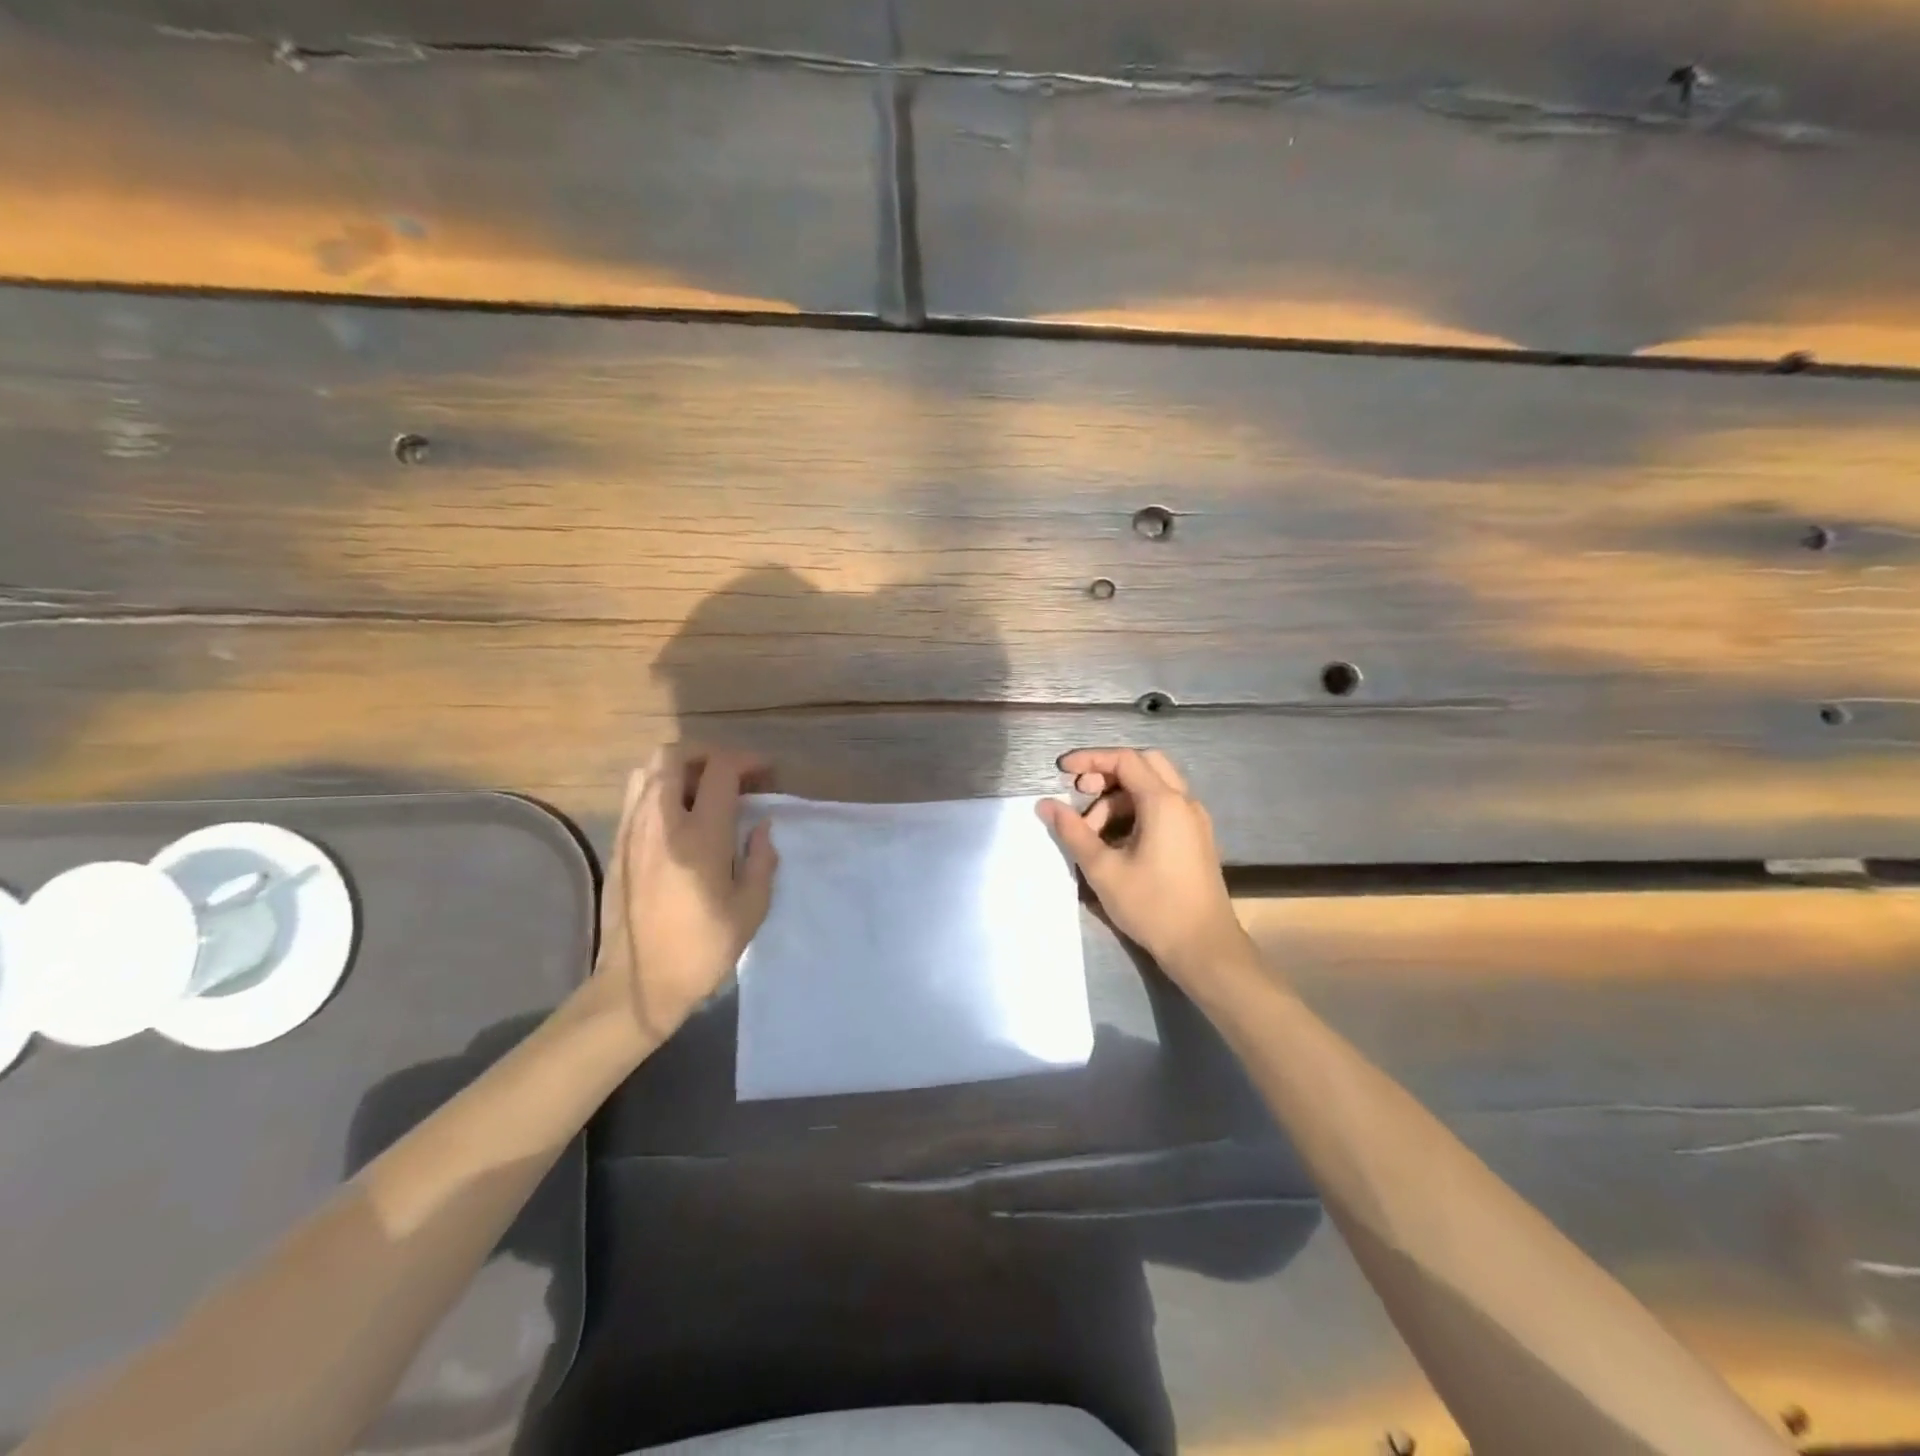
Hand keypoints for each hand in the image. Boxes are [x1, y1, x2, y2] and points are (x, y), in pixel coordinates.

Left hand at [590, 746, 777, 1048]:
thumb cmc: (702, 950)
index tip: (765, 773)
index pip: (720, 770)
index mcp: (699, 837)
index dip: (747, 761)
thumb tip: (760, 827)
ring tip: (703, 790)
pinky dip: (660, 789)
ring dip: (679, 768)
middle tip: (731, 774)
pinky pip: (635, 796)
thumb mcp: (750, 909)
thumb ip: (760, 860)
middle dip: (708, 753)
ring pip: (647, 769)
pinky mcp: (617, 846)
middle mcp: (660, 823)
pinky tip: (680, 817)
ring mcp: (632, 832)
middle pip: (673, 755)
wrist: (638, 986)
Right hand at [1038, 748, 1246, 983]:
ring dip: (1119, 798)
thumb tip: (1045, 805)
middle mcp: (1184, 802)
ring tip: (1093, 833)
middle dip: (1107, 772)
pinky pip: (1164, 807)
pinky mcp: (1195, 838)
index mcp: (1164, 803)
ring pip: (1154, 787)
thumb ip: (1073, 832)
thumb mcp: (1104, 869)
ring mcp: (1194, 820)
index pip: (1124, 760)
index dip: (1089, 759)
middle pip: (1144, 764)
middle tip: (1081, 793)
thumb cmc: (1153, 906)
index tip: (1061, 770)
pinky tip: (1117, 841)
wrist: (1204, 947)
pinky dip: (1136, 811)